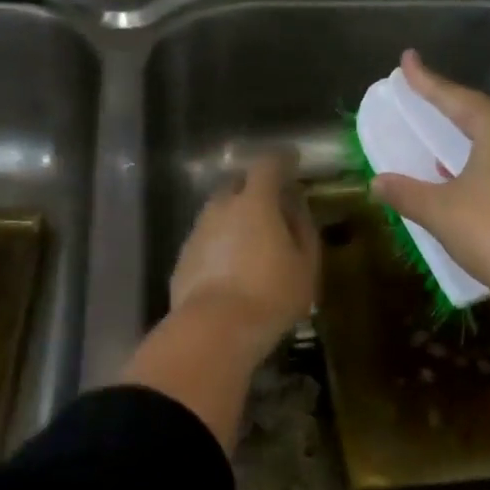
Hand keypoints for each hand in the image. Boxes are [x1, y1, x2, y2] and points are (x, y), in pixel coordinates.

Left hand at [169, 152, 320, 359]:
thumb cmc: (271, 294)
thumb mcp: (305, 264)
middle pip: (237, 184)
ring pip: (219, 212)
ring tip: (253, 239)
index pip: (268, 165)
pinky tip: (231, 265)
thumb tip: (296, 207)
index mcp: (255, 202)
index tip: (293, 161)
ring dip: (236, 216)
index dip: (282, 160)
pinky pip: (207, 238)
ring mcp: (198, 231)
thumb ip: (303, 228)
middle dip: (255, 187)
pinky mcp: (184, 257)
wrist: (214, 329)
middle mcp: (221, 207)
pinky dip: (221, 242)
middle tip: (273, 204)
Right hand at [371, 51, 489, 320]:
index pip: (453, 96)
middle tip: (427, 104)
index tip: (407, 60)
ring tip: (449, 147)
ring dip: (474, 142)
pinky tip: (482, 184)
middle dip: (452, 109)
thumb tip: (377, 182)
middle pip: (483, 114)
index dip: (425, 80)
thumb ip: (406, 193)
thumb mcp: (441, 212)